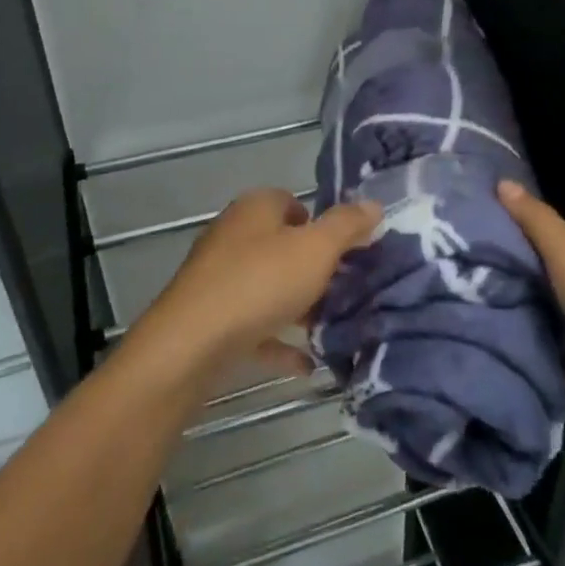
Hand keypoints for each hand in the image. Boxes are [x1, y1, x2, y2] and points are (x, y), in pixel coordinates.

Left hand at [138, 188, 380, 373]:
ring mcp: (218, 277)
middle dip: (313, 268)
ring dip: (297, 306)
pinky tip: (307, 364)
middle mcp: (233, 235)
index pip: (292, 202)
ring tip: (332, 326)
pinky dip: (278, 340)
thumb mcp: (315, 249)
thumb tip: (373, 204)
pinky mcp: (210, 317)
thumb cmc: (259, 283)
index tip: (347, 251)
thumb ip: (346, 226)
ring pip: (268, 286)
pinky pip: (254, 325)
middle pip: (281, 245)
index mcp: (255, 209)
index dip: (320, 223)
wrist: (191, 344)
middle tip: (345, 289)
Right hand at [498, 180, 564, 438]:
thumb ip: (537, 223)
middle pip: (560, 279)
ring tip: (480, 315)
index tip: (488, 239)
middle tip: (474, 279)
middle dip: (525, 280)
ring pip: (561, 322)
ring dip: (531, 322)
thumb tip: (502, 181)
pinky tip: (506, 354)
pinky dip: (543, 360)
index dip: (530, 235)